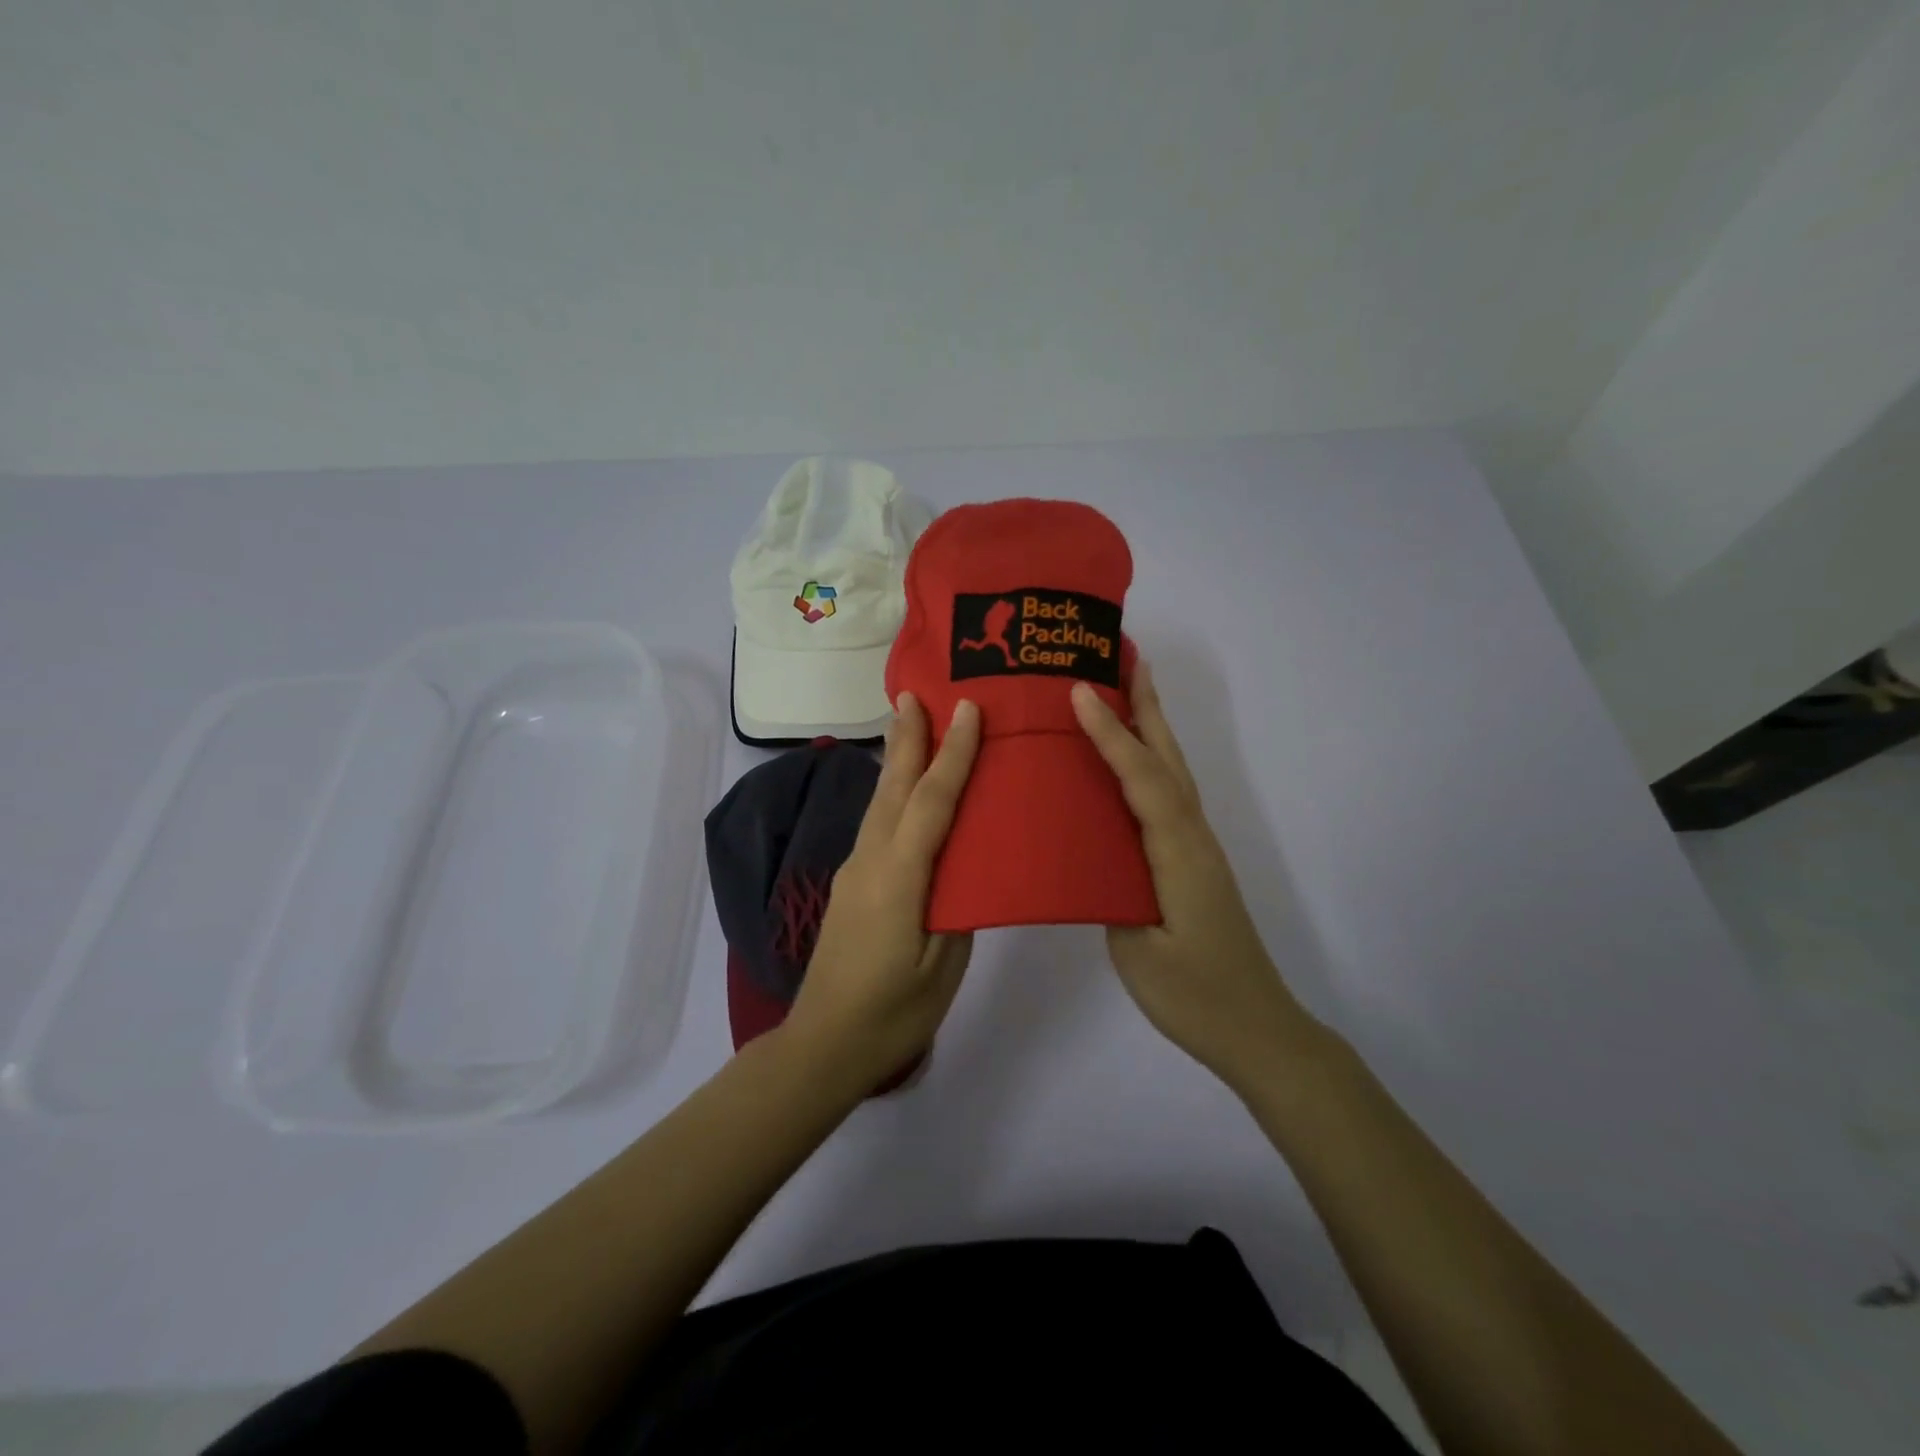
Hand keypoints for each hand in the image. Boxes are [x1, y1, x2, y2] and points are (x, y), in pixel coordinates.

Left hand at [780, 692, 981, 1091]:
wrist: (823, 1046)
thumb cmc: (893, 1013)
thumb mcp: (942, 966)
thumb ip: (957, 908)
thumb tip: (964, 868)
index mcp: (899, 877)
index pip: (931, 802)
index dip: (952, 754)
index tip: (967, 710)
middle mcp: (870, 861)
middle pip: (892, 787)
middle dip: (906, 737)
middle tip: (914, 692)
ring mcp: (855, 872)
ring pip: (878, 802)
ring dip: (895, 760)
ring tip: (908, 724)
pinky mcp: (851, 885)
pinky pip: (876, 824)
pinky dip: (891, 794)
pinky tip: (901, 791)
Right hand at [1071, 665, 1321, 1093]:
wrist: (1256, 1030)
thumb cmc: (1195, 996)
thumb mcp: (1140, 950)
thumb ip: (1112, 891)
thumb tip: (1088, 850)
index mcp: (1177, 853)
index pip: (1142, 780)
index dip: (1111, 734)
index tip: (1080, 691)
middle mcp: (1192, 837)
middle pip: (1168, 758)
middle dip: (1145, 704)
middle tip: (1123, 655)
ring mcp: (1195, 849)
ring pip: (1171, 773)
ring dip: (1150, 727)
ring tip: (1126, 688)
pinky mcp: (1190, 862)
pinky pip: (1166, 797)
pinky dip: (1149, 763)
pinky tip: (1128, 764)